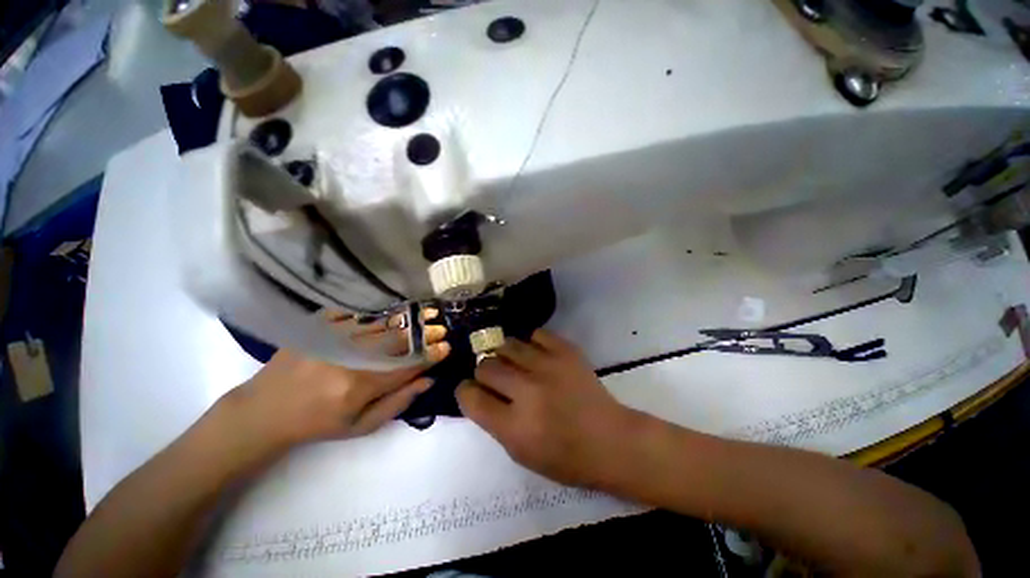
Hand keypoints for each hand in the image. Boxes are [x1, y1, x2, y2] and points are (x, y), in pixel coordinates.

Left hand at [210, 311, 449, 467]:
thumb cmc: (318, 424)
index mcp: (359, 385)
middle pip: (396, 339)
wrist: (265, 411)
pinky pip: (356, 313)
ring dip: (405, 319)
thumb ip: (398, 402)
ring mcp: (331, 338)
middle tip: (439, 326)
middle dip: (423, 332)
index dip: (430, 355)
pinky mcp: (318, 327)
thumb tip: (428, 380)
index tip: (446, 347)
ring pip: (379, 323)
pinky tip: (389, 311)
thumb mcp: (361, 427)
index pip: (407, 365)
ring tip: (423, 313)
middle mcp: (348, 357)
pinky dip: (377, 312)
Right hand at [456, 330, 639, 488]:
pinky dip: (530, 344)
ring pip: (507, 345)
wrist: (610, 439)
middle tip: (496, 379)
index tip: (470, 390)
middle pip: (486, 365)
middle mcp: (528, 390)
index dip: (465, 391)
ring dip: (504, 356)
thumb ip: (494, 421)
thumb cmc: (565, 457)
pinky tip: (536, 355)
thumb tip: (478, 391)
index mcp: (514, 425)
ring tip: (514, 365)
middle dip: (484, 373)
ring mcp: (548, 366)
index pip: (470, 396)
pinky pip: (535, 334)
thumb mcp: (520, 452)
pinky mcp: (566, 351)